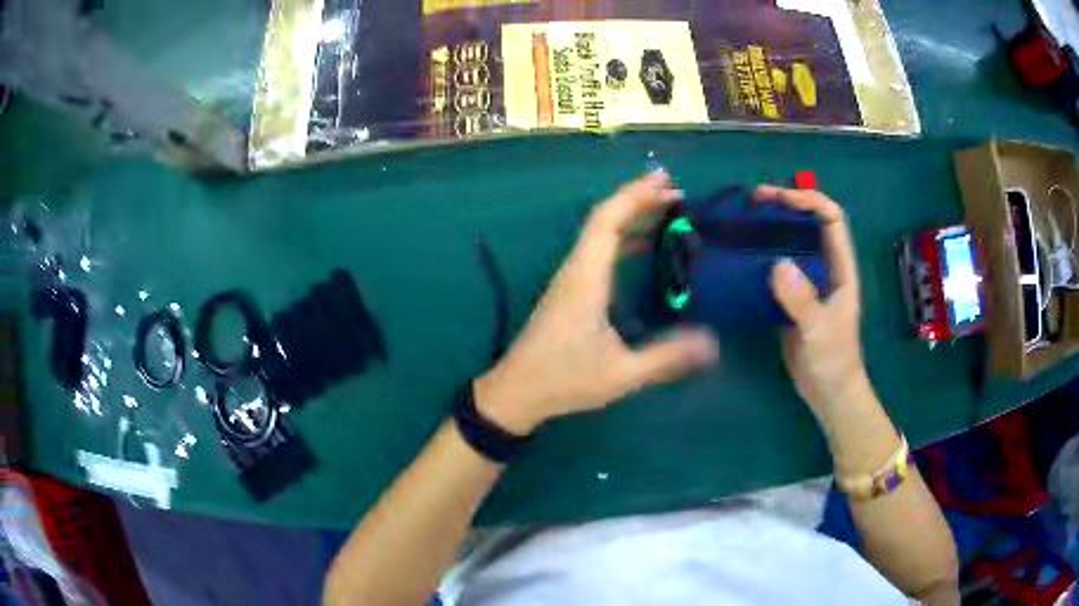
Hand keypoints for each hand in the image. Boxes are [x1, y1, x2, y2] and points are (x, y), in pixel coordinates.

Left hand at [475, 171, 719, 434]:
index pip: (608, 221)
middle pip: (604, 220)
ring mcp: (570, 279)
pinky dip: (622, 239)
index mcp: (586, 278)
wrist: (516, 393)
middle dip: (638, 200)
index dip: (635, 196)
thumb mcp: (622, 373)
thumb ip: (667, 357)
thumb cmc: (565, 380)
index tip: (665, 181)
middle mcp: (576, 269)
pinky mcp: (569, 291)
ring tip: (665, 210)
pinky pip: (597, 251)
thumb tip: (713, 344)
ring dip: (630, 216)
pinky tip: (642, 247)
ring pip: (599, 234)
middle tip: (676, 192)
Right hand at [756, 185, 869, 420]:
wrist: (828, 392)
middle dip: (785, 207)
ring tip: (742, 223)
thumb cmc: (833, 360)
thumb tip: (777, 265)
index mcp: (841, 268)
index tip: (779, 198)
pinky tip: (740, 258)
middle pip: (809, 224)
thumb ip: (802, 299)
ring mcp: (809, 283)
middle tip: (752, 203)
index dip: (809, 200)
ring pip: (791, 245)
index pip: (831, 219)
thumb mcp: (819, 330)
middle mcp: (826, 268)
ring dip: (770, 230)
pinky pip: (777, 269)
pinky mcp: (792, 299)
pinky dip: (761, 258)